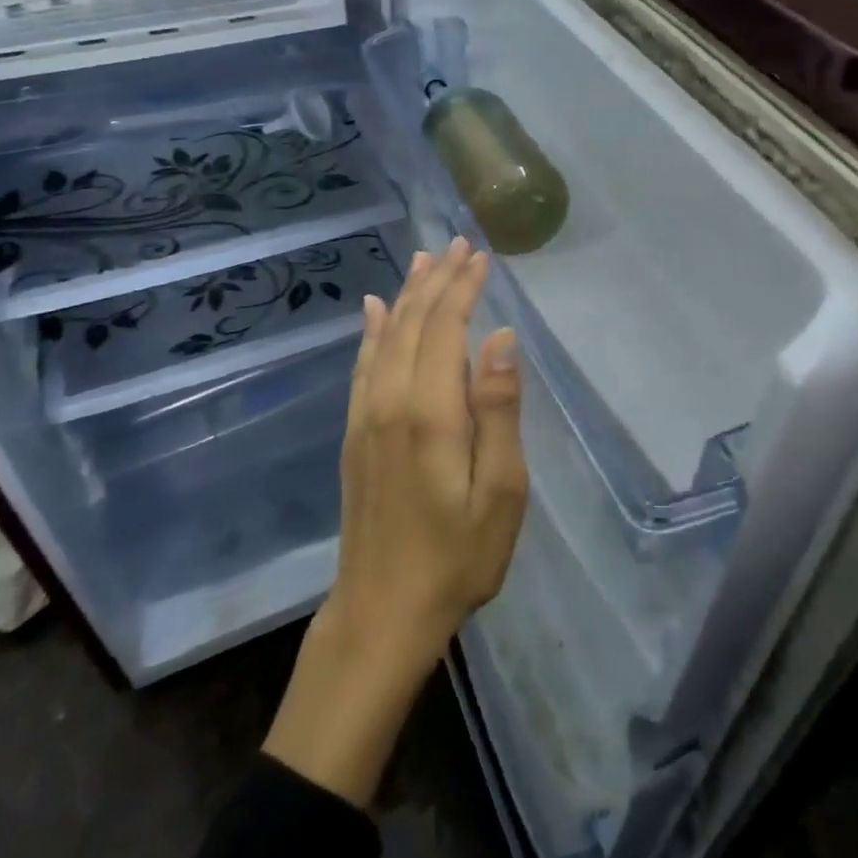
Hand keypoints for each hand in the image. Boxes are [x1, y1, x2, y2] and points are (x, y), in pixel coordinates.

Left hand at [326, 236, 527, 673]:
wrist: (382, 612)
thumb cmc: (457, 557)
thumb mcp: (500, 492)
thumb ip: (498, 410)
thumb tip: (501, 339)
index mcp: (430, 412)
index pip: (446, 328)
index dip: (463, 288)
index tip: (481, 256)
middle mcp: (391, 401)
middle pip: (414, 323)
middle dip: (438, 280)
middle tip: (458, 245)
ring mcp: (366, 417)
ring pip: (386, 337)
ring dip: (408, 295)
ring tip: (424, 261)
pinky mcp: (355, 434)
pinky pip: (363, 366)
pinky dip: (373, 331)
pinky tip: (376, 310)